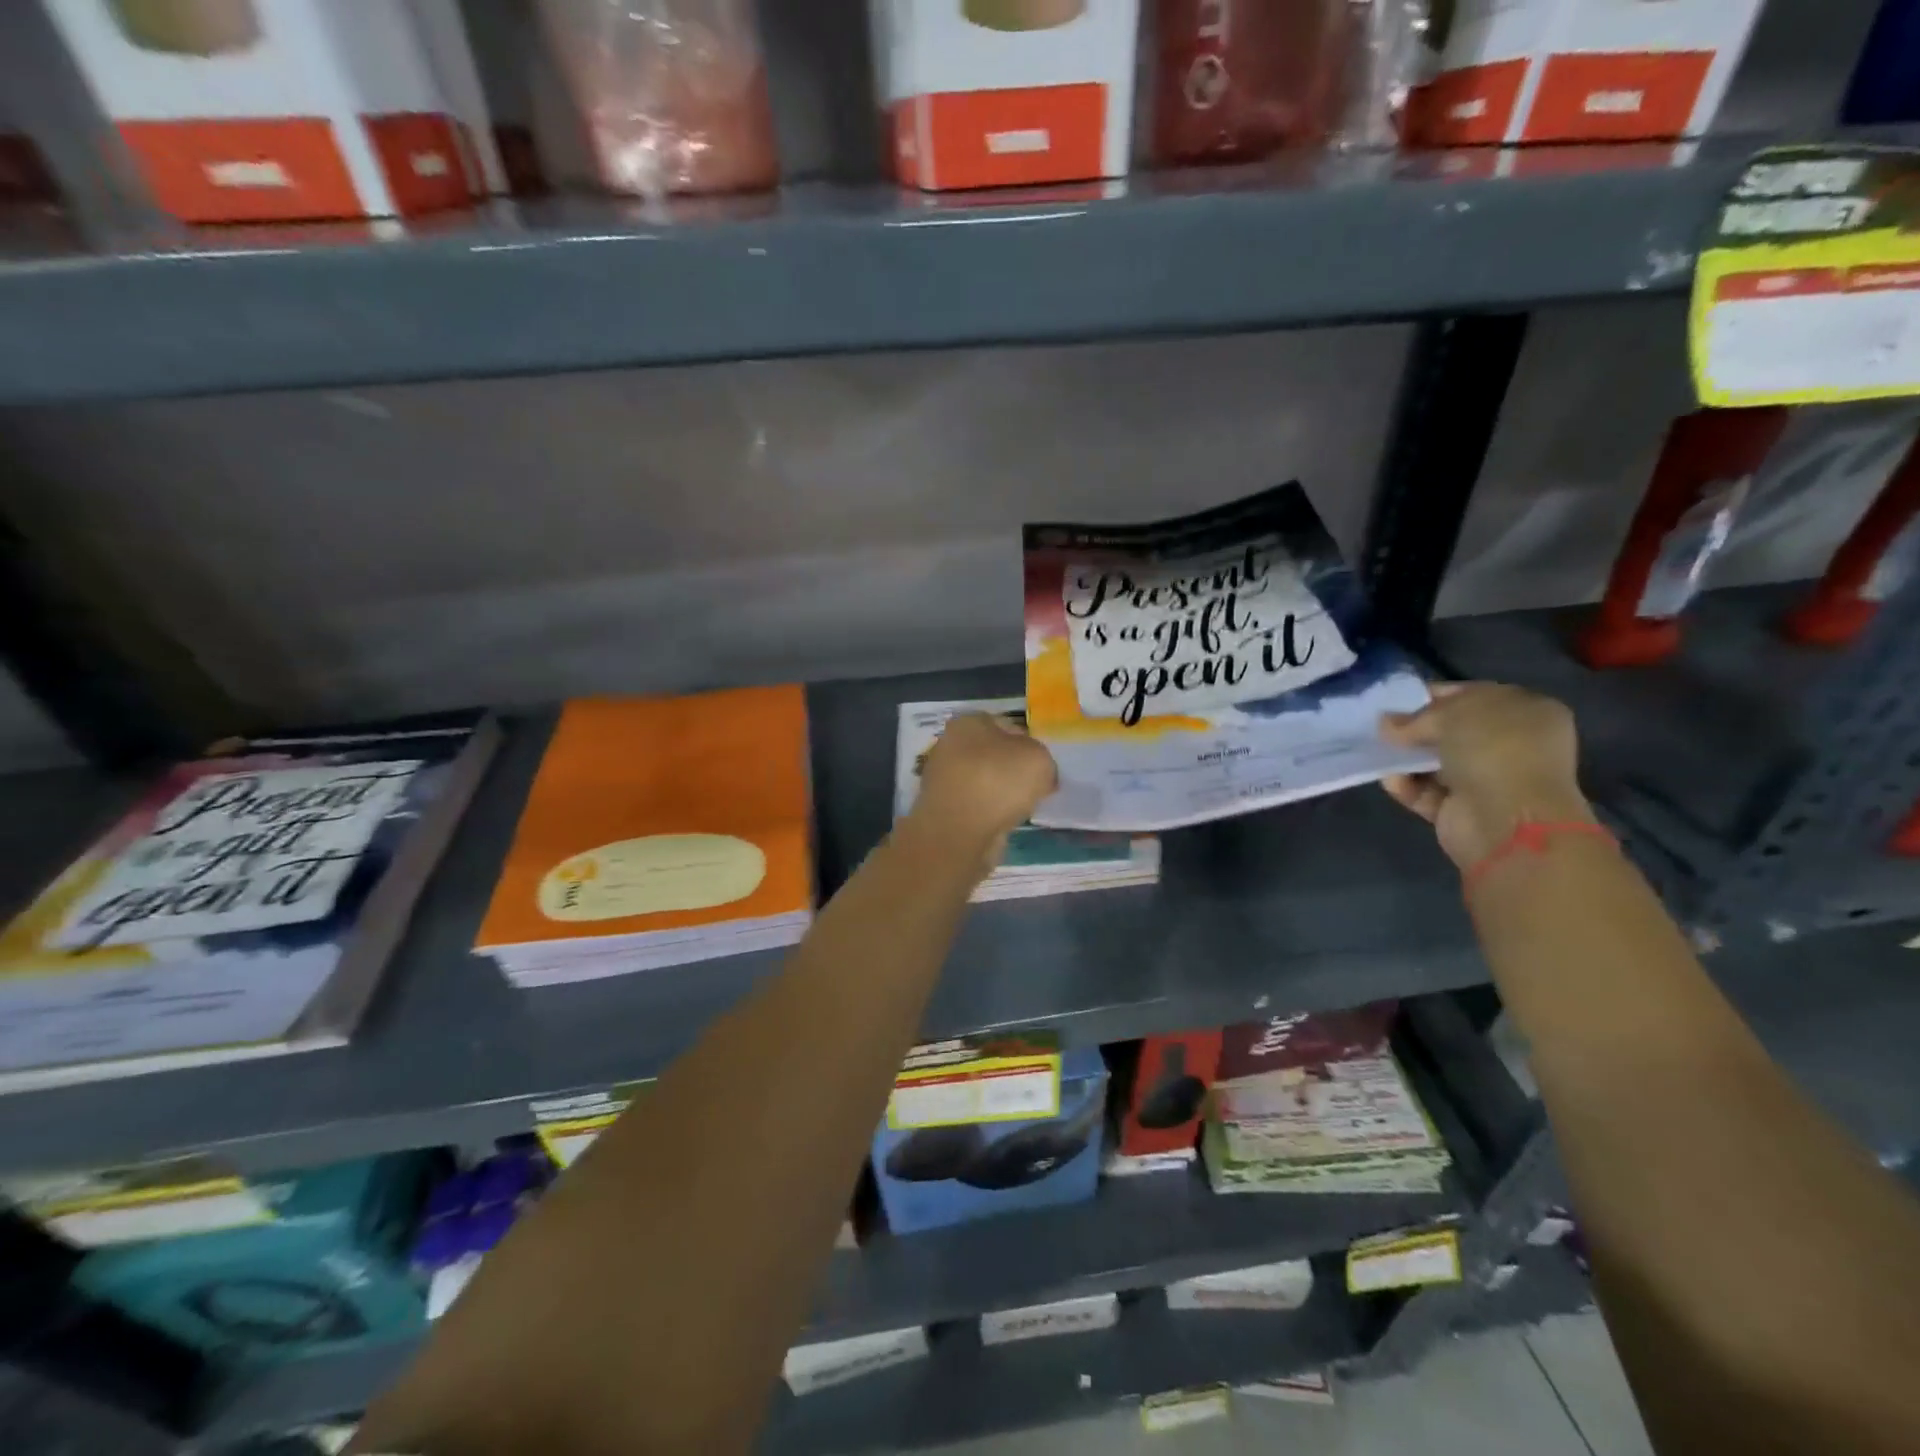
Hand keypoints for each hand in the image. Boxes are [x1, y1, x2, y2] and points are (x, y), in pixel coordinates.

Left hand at [910, 712, 1058, 856]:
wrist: (958, 833)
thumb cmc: (998, 783)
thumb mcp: (1039, 759)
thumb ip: (1042, 759)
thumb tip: (1038, 773)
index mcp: (968, 722)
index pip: (1007, 726)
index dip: (1029, 744)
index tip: (1042, 766)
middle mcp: (949, 744)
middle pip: (993, 754)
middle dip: (1013, 769)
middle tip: (1035, 787)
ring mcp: (941, 777)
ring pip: (984, 779)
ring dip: (1001, 792)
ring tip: (1020, 807)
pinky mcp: (941, 807)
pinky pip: (975, 803)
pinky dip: (988, 811)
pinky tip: (1002, 822)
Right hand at [1378, 683, 1593, 870]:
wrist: (1507, 820)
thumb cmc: (1493, 750)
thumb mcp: (1451, 714)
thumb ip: (1416, 717)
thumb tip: (1387, 723)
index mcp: (1526, 711)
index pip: (1473, 696)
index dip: (1435, 696)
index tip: (1398, 701)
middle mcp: (1512, 745)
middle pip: (1452, 731)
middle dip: (1416, 730)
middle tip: (1382, 728)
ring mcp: (1489, 780)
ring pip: (1436, 763)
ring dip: (1406, 759)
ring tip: (1379, 753)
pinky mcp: (1464, 810)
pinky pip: (1426, 792)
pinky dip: (1407, 786)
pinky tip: (1391, 780)